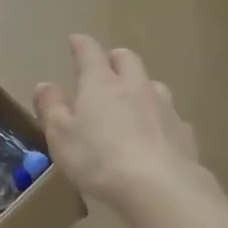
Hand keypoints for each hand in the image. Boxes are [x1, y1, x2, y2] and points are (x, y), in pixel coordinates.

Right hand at [34, 34, 204, 210]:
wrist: (159, 186)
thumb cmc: (99, 159)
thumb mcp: (61, 136)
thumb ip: (52, 109)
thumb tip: (45, 85)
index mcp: (101, 84)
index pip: (90, 52)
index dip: (81, 44)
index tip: (75, 41)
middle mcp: (135, 86)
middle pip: (127, 59)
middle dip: (114, 59)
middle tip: (105, 69)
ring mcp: (164, 106)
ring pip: (153, 84)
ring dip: (140, 87)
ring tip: (132, 102)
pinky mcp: (183, 130)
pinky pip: (170, 116)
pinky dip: (159, 119)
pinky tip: (156, 135)